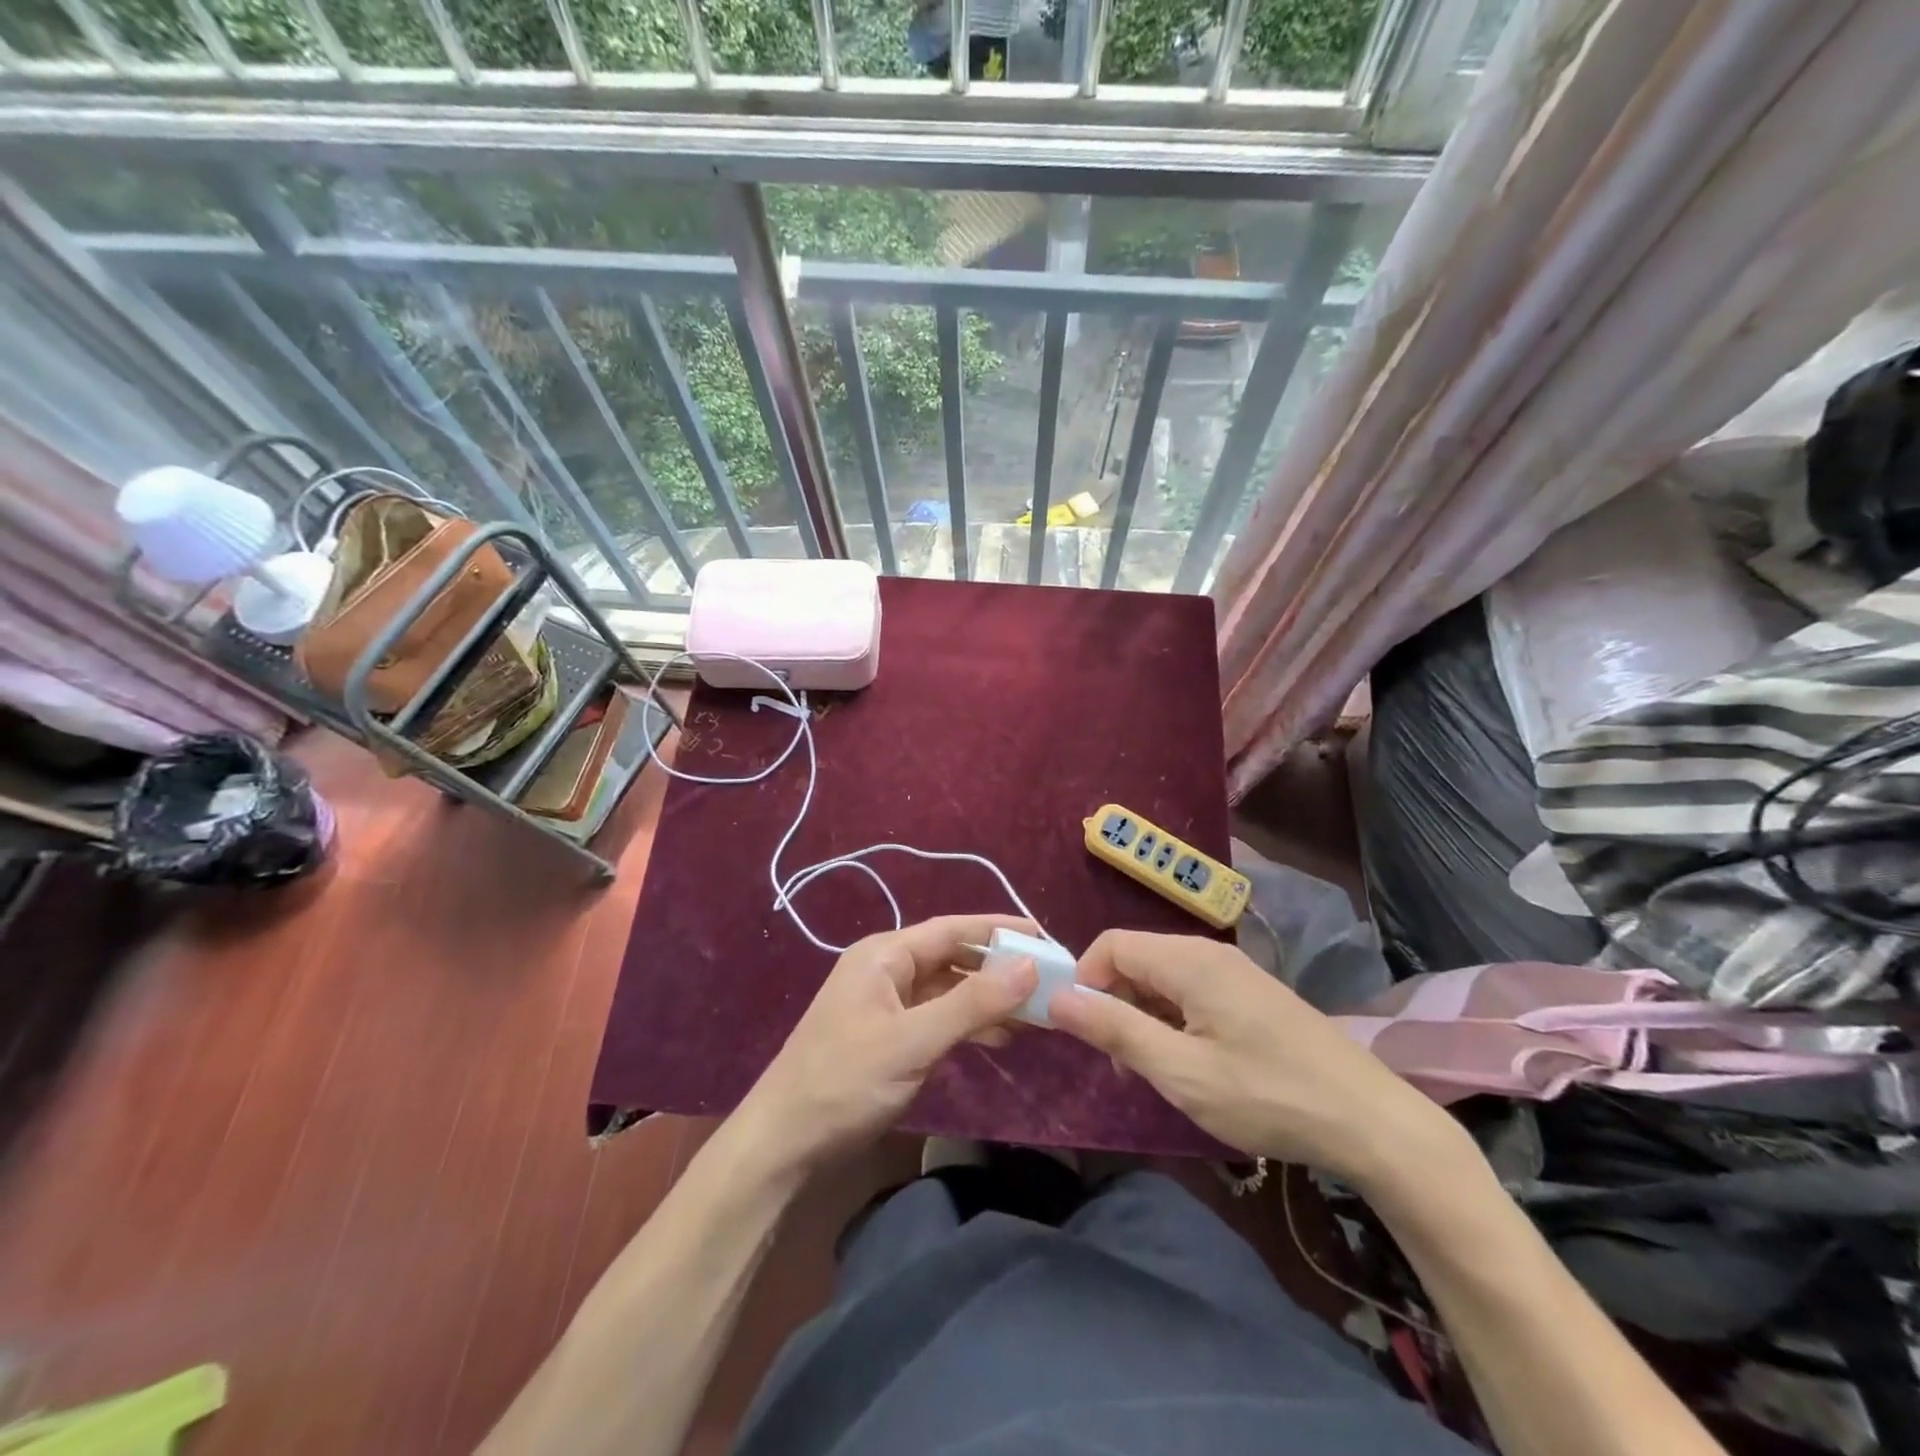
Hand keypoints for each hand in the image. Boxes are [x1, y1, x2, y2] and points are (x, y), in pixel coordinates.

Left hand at [737, 915, 1039, 1177]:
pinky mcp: (890, 1036)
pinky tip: (999, 1038)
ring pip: (948, 990)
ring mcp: (887, 1004)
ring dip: (987, 1000)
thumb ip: (973, 1003)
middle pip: (953, 958)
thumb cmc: (845, 1081)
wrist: (784, 1143)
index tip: (1045, 937)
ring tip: (1035, 1016)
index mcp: (884, 954)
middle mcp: (886, 969)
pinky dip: (968, 1025)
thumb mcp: (914, 1041)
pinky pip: (938, 1018)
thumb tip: (1029, 965)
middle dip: (998, 969)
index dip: (999, 930)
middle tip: (1048, 982)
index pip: (952, 929)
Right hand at [1048, 930, 1465, 1190]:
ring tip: (1154, 1071)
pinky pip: (1192, 992)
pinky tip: (1190, 1064)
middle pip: (1136, 959)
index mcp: (1189, 960)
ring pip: (1163, 978)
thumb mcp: (1181, 1071)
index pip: (1111, 945)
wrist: (1370, 1122)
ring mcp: (1235, 973)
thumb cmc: (1267, 1095)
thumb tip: (1055, 997)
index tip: (1084, 1032)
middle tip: (1120, 1062)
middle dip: (1113, 1002)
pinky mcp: (1252, 995)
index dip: (1085, 981)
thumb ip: (1115, 1029)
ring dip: (1143, 1016)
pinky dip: (1173, 1020)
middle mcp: (1209, 953)